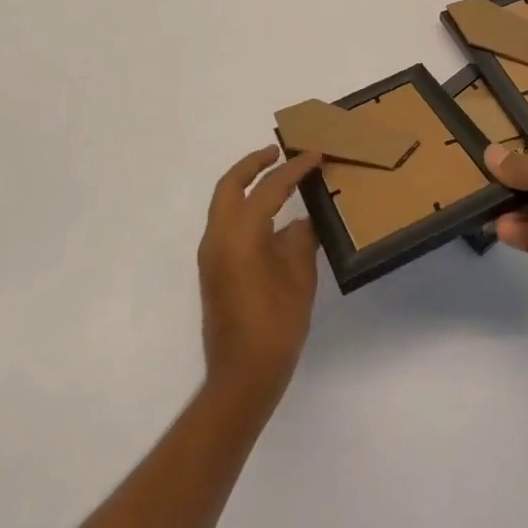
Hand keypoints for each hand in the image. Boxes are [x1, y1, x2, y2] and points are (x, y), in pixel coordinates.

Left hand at [197, 146, 323, 406]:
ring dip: (247, 186)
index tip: (315, 155)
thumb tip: (301, 221)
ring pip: (225, 205)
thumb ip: (300, 240)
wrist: (242, 375)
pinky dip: (246, 209)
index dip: (294, 169)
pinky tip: (272, 218)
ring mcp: (212, 255)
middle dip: (253, 165)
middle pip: (230, 186)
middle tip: (278, 152)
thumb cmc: (276, 325)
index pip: (269, 189)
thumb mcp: (299, 277)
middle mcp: (218, 237)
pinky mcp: (214, 270)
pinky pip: (227, 224)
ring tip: (278, 178)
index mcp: (240, 234)